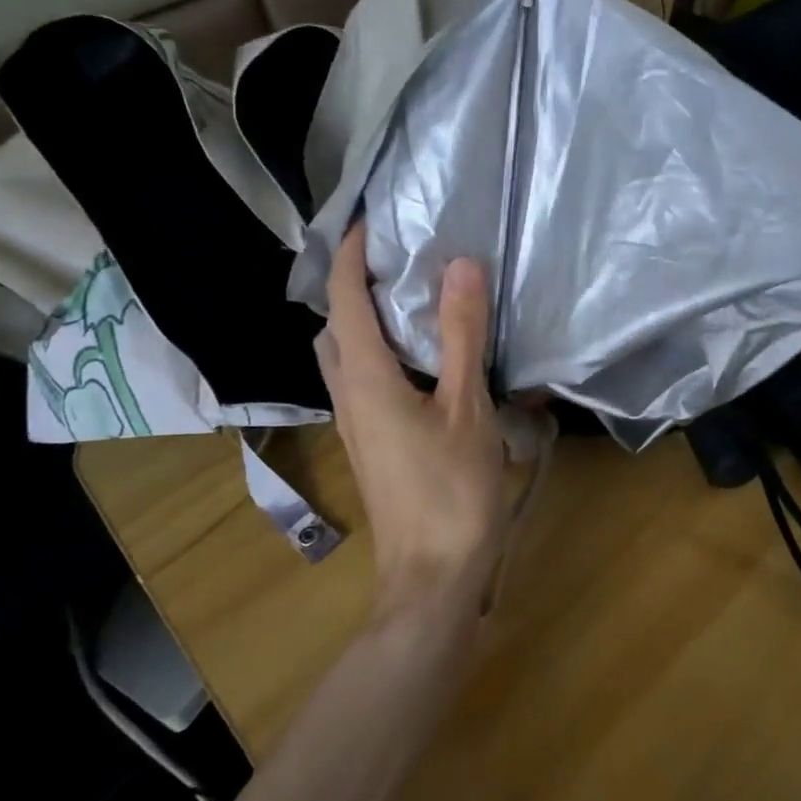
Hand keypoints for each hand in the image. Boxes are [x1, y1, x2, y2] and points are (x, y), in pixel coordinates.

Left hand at [315, 224, 507, 619]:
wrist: (432, 578)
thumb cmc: (451, 491)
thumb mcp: (466, 407)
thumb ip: (460, 336)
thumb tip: (459, 265)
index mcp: (365, 379)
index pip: (345, 300)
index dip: (352, 257)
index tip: (371, 221)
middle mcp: (348, 396)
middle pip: (335, 327)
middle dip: (353, 288)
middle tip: (397, 261)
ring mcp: (355, 425)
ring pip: (345, 358)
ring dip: (364, 322)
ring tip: (410, 301)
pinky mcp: (370, 445)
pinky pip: (362, 383)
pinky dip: (380, 355)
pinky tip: (422, 361)